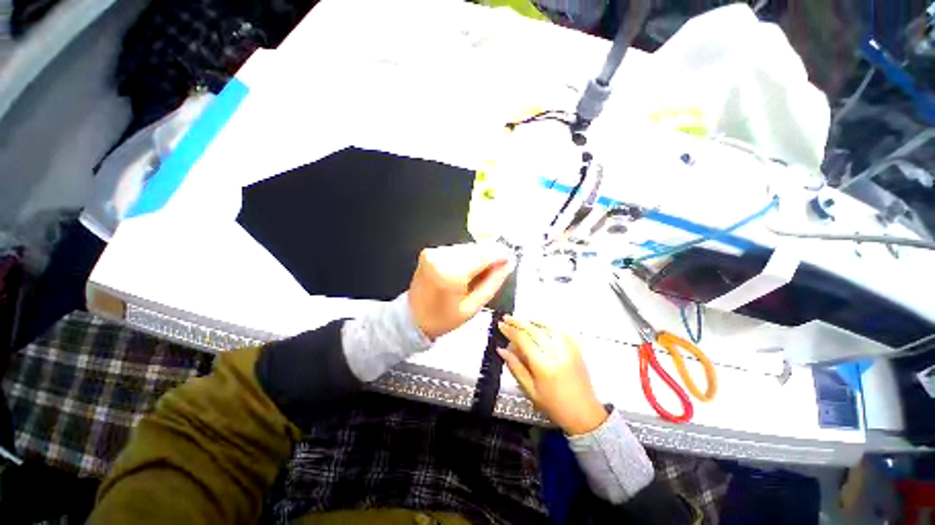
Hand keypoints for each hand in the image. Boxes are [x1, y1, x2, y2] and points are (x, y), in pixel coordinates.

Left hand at [408, 244, 514, 339]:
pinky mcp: (430, 251)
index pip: (483, 255)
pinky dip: (466, 257)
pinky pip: (456, 249)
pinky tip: (467, 270)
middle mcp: (441, 258)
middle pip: (476, 248)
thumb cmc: (443, 318)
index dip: (500, 255)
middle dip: (490, 255)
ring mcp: (433, 253)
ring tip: (480, 273)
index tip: (511, 258)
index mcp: (451, 274)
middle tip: (498, 268)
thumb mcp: (472, 307)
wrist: (412, 318)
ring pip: (467, 247)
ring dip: (478, 256)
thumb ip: (492, 283)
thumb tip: (508, 264)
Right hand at [497, 316, 607, 434]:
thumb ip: (515, 367)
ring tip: (520, 320)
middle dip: (517, 321)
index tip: (500, 325)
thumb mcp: (530, 390)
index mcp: (542, 364)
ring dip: (531, 321)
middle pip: (533, 329)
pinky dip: (546, 325)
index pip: (522, 339)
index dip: (509, 330)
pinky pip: (558, 330)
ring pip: (545, 326)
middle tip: (506, 318)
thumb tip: (501, 350)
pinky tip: (538, 325)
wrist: (585, 414)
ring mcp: (567, 348)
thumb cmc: (555, 406)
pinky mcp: (575, 347)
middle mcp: (555, 352)